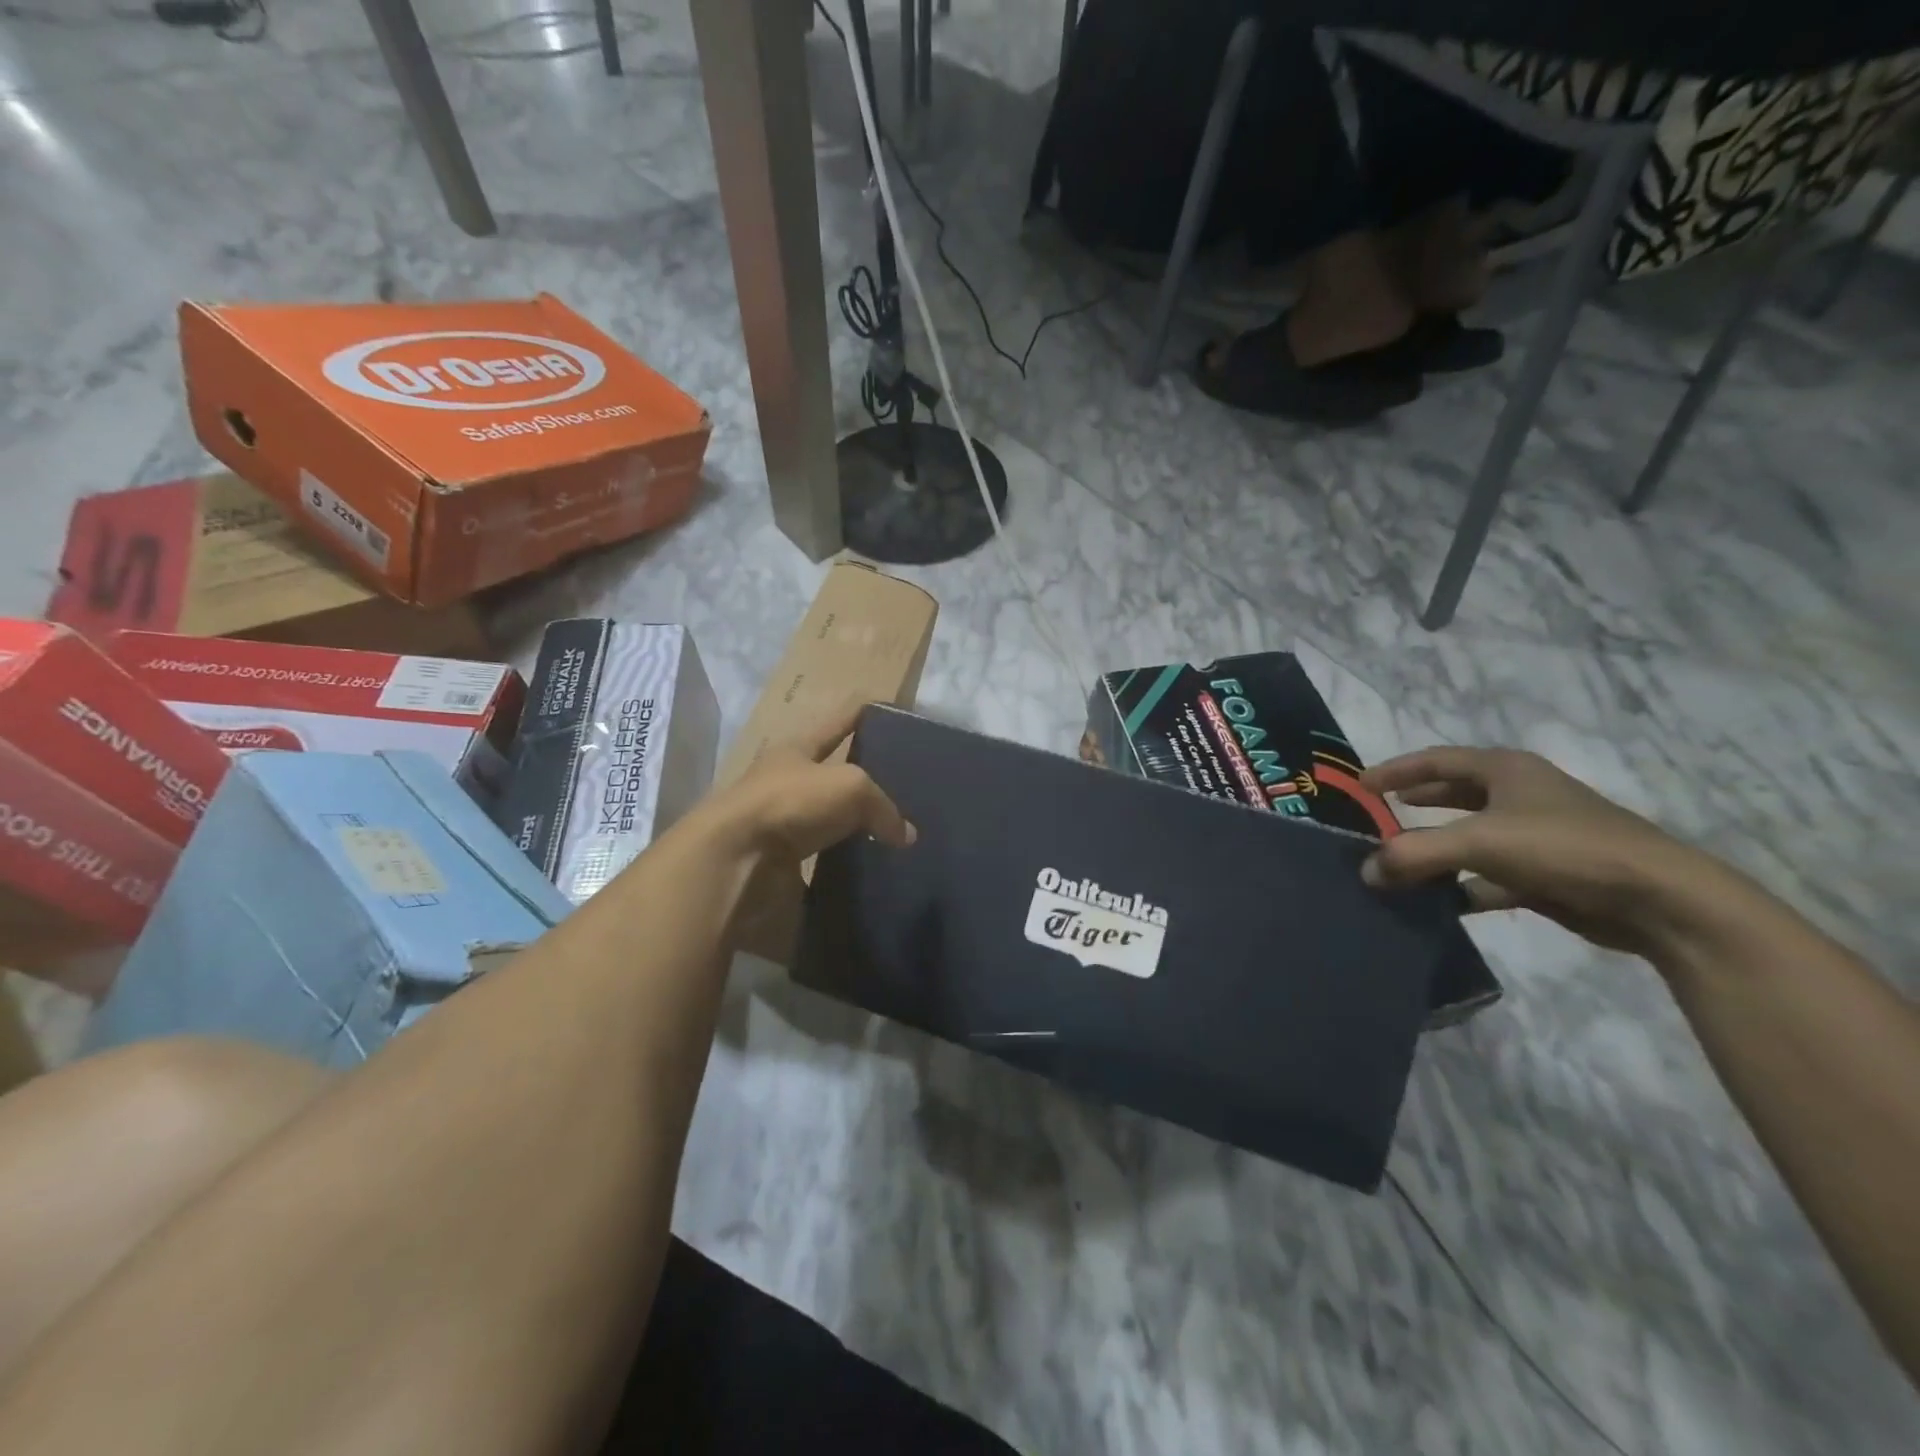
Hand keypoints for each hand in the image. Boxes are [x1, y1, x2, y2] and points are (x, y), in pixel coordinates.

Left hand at [706, 702, 915, 864]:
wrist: (736, 864)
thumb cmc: (791, 804)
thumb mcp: (850, 787)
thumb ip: (883, 805)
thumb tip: (905, 835)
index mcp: (796, 750)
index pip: (836, 722)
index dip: (860, 712)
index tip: (887, 707)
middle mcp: (786, 783)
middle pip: (833, 774)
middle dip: (865, 777)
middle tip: (906, 787)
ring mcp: (782, 826)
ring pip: (831, 820)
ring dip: (857, 826)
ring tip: (897, 833)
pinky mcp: (782, 865)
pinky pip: (826, 859)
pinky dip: (848, 864)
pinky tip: (874, 869)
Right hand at [1358, 746, 1744, 959]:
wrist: (1659, 900)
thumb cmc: (1564, 849)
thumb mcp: (1479, 843)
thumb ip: (1415, 854)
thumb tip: (1366, 872)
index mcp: (1506, 771)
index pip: (1437, 760)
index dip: (1397, 770)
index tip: (1361, 784)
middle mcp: (1522, 795)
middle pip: (1456, 793)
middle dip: (1418, 801)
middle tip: (1379, 813)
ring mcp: (1538, 835)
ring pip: (1473, 835)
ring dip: (1438, 846)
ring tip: (1400, 859)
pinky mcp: (1549, 874)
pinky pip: (1491, 874)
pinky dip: (1463, 884)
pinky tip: (1441, 900)